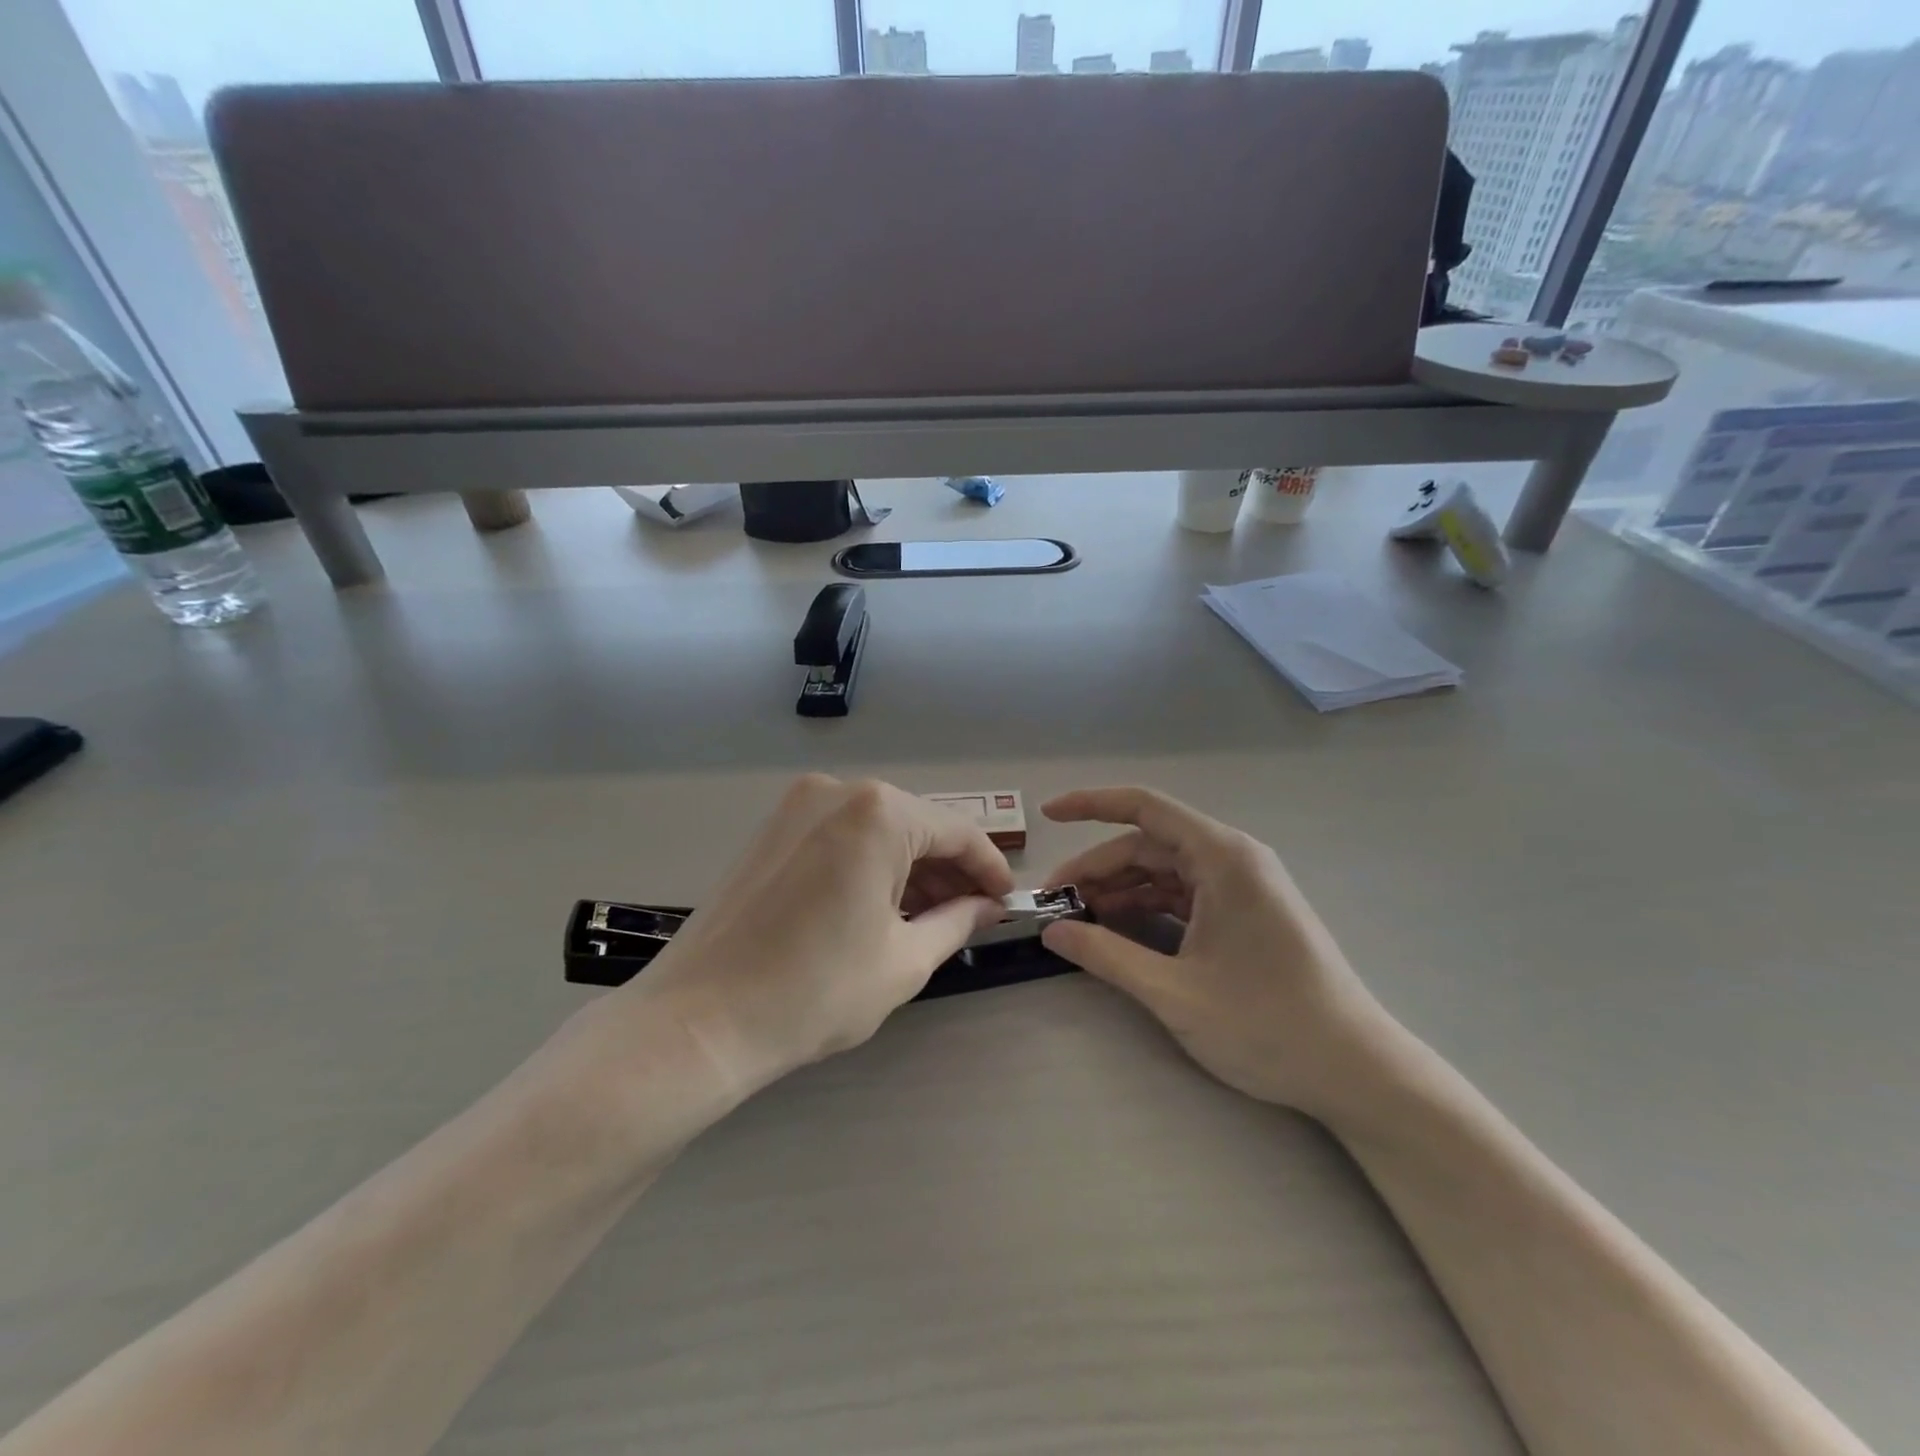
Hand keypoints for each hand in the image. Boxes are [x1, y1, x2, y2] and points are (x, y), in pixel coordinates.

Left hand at [615, 776, 1013, 1093]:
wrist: (700, 1019)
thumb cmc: (815, 990)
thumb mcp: (904, 960)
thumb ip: (957, 921)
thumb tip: (988, 906)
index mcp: (878, 812)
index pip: (957, 831)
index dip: (990, 868)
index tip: (1007, 902)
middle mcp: (837, 791)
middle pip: (915, 825)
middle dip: (949, 870)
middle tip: (972, 916)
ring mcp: (797, 806)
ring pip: (877, 830)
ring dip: (910, 869)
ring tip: (931, 919)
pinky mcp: (772, 830)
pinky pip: (841, 836)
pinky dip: (870, 865)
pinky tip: (882, 906)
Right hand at [1040, 787, 1393, 1118]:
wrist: (1355, 1071)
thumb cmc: (1268, 1025)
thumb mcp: (1174, 992)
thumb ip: (1106, 956)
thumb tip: (1051, 933)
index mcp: (1222, 857)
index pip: (1144, 808)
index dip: (1090, 805)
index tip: (1048, 815)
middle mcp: (1233, 859)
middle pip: (1149, 845)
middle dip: (1097, 869)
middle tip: (1054, 904)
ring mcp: (1241, 887)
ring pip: (1164, 871)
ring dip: (1120, 890)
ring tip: (1078, 920)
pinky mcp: (1245, 913)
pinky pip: (1183, 895)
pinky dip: (1146, 908)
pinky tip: (1117, 931)